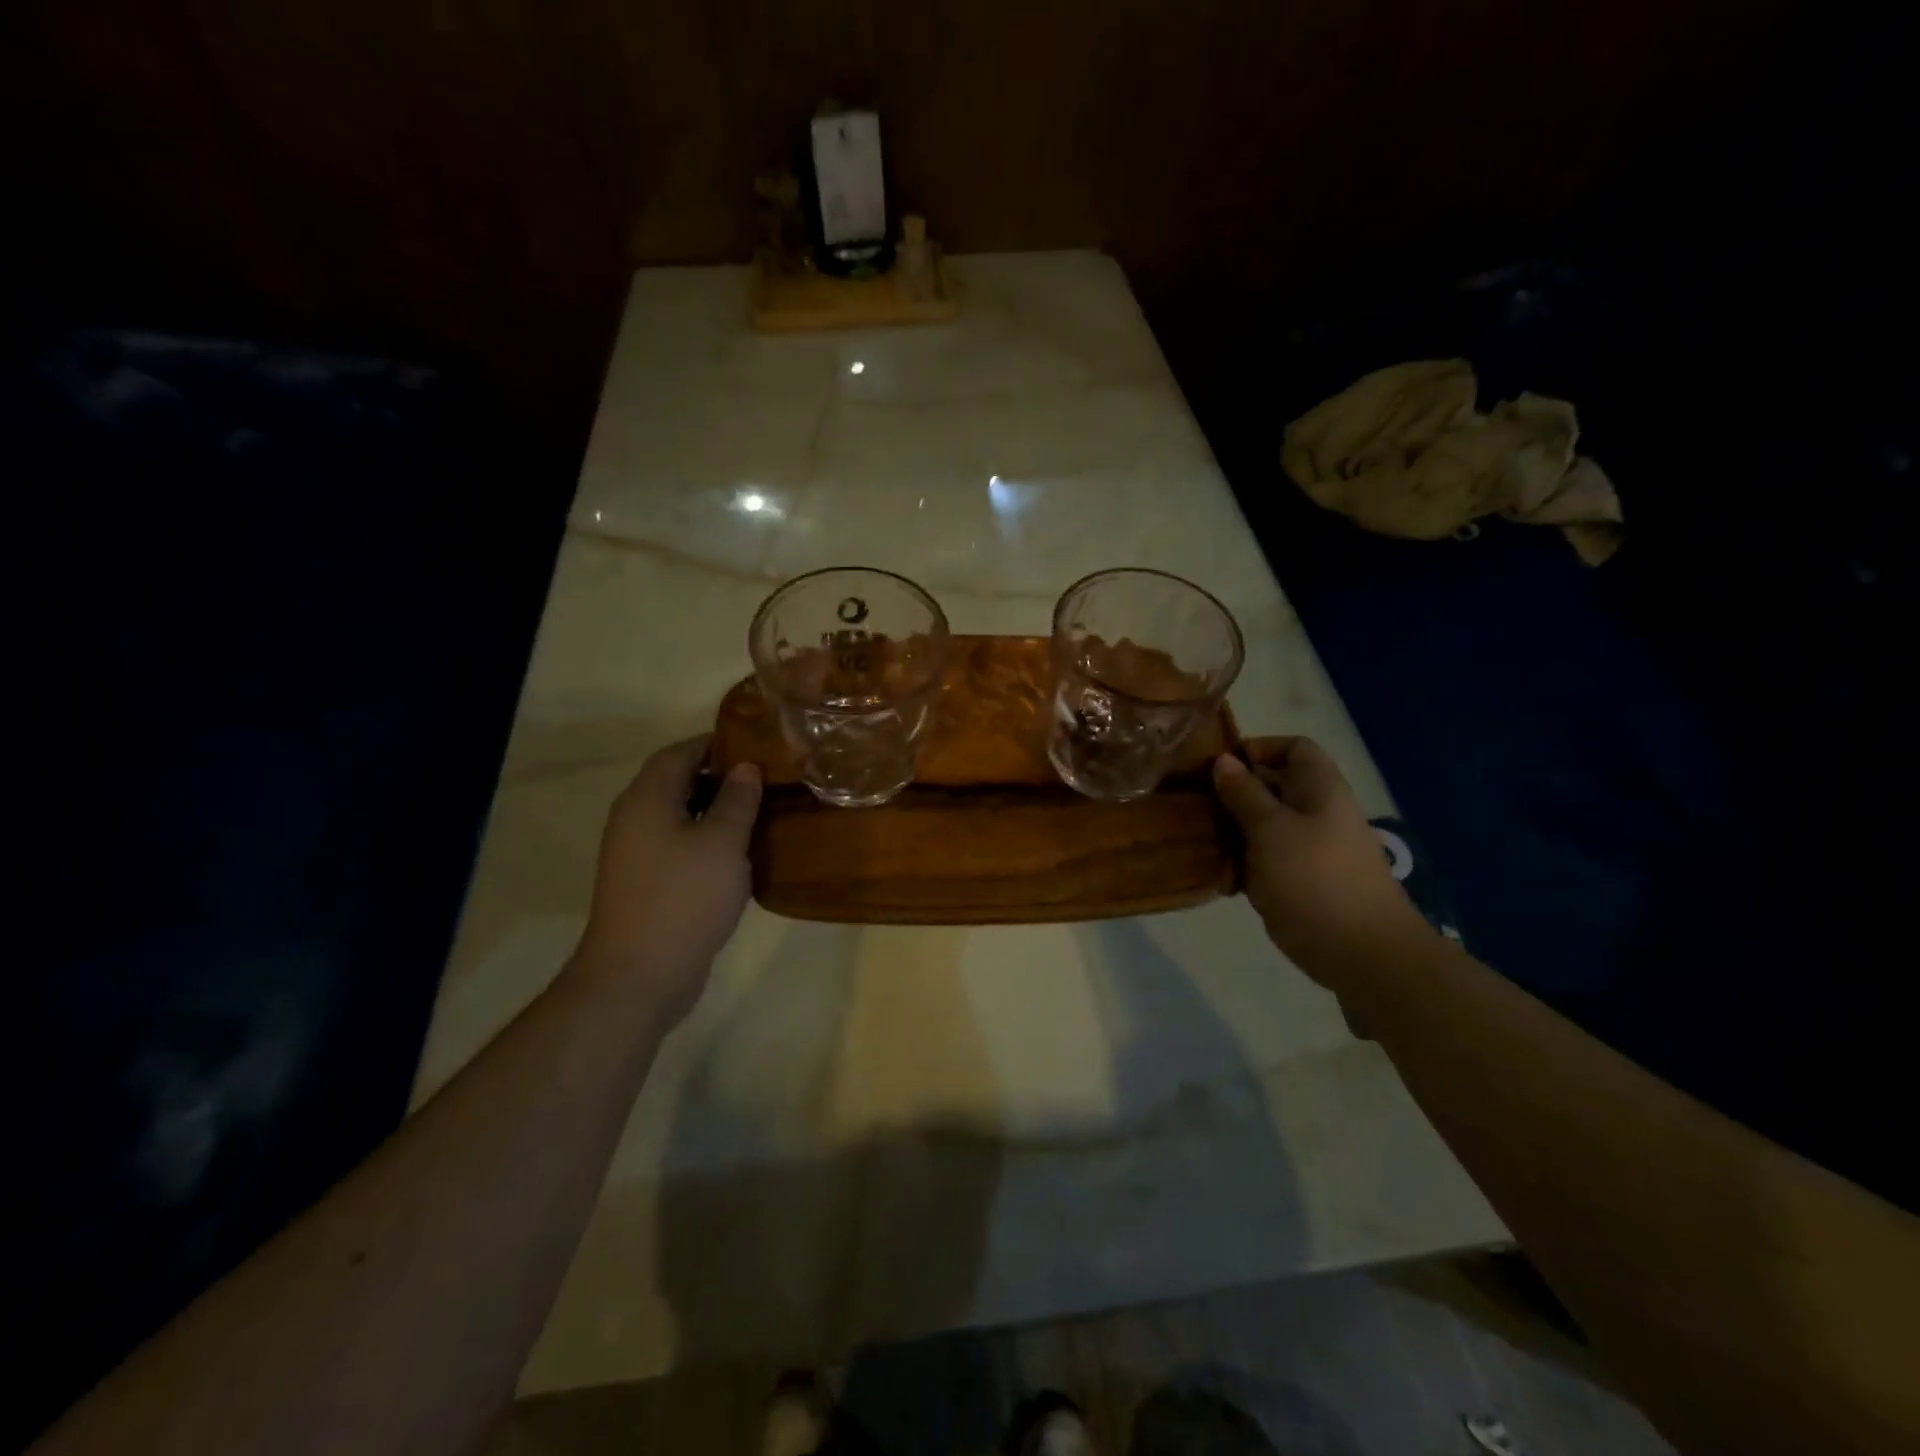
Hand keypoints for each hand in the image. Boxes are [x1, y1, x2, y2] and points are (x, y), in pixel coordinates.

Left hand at [573, 737, 761, 1025]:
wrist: (640, 974)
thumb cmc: (684, 897)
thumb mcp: (723, 842)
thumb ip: (736, 799)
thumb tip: (745, 767)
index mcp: (647, 799)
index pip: (680, 752)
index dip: (716, 743)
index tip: (757, 744)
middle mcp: (635, 818)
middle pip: (677, 782)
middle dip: (720, 776)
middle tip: (766, 777)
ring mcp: (637, 853)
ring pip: (680, 815)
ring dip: (716, 809)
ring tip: (760, 810)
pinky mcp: (646, 882)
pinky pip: (679, 845)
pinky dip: (707, 839)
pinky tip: (739, 852)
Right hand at [1213, 736, 1429, 985]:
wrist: (1364, 955)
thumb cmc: (1314, 879)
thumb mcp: (1270, 829)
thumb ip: (1244, 794)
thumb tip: (1224, 761)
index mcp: (1319, 789)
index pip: (1293, 748)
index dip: (1258, 749)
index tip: (1219, 768)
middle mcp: (1318, 813)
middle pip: (1274, 787)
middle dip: (1234, 793)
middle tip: (1196, 805)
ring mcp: (1312, 849)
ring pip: (1265, 826)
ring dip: (1233, 831)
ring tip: (1200, 841)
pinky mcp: (1303, 882)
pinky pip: (1267, 860)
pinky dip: (1243, 864)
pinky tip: (1219, 876)